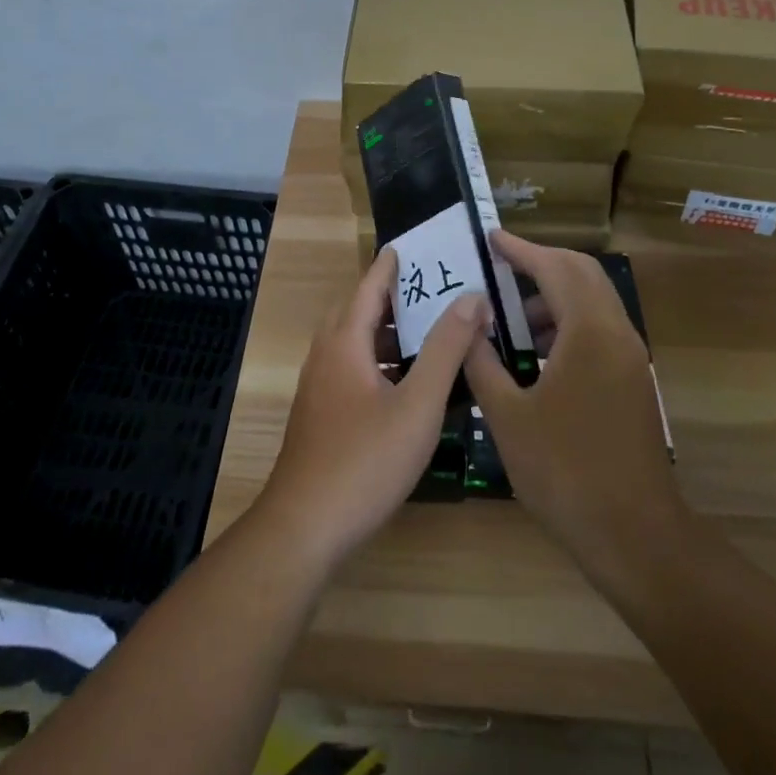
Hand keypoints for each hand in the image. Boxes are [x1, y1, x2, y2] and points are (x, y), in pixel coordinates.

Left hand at [256, 248, 482, 569]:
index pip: (369, 286)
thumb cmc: (365, 461)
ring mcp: (319, 387)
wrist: (304, 528)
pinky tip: (408, 383)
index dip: (391, 265)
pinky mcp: (321, 415)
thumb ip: (446, 349)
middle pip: (359, 311)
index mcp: (345, 342)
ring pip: (355, 343)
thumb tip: (471, 298)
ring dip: (388, 332)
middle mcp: (326, 355)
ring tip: (428, 332)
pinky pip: (353, 369)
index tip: (414, 246)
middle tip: (431, 289)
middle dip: (392, 296)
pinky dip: (380, 361)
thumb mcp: (417, 405)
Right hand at [463, 232, 687, 584]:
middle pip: (582, 274)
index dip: (520, 250)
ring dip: (554, 297)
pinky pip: (599, 330)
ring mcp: (630, 358)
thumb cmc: (565, 472)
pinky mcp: (632, 382)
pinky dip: (568, 324)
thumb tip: (467, 325)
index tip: (491, 237)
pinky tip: (536, 354)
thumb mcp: (508, 416)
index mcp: (588, 332)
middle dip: (540, 264)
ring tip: (510, 319)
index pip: (554, 269)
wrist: (635, 536)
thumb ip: (482, 362)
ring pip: (593, 302)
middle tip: (500, 267)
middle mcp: (616, 333)